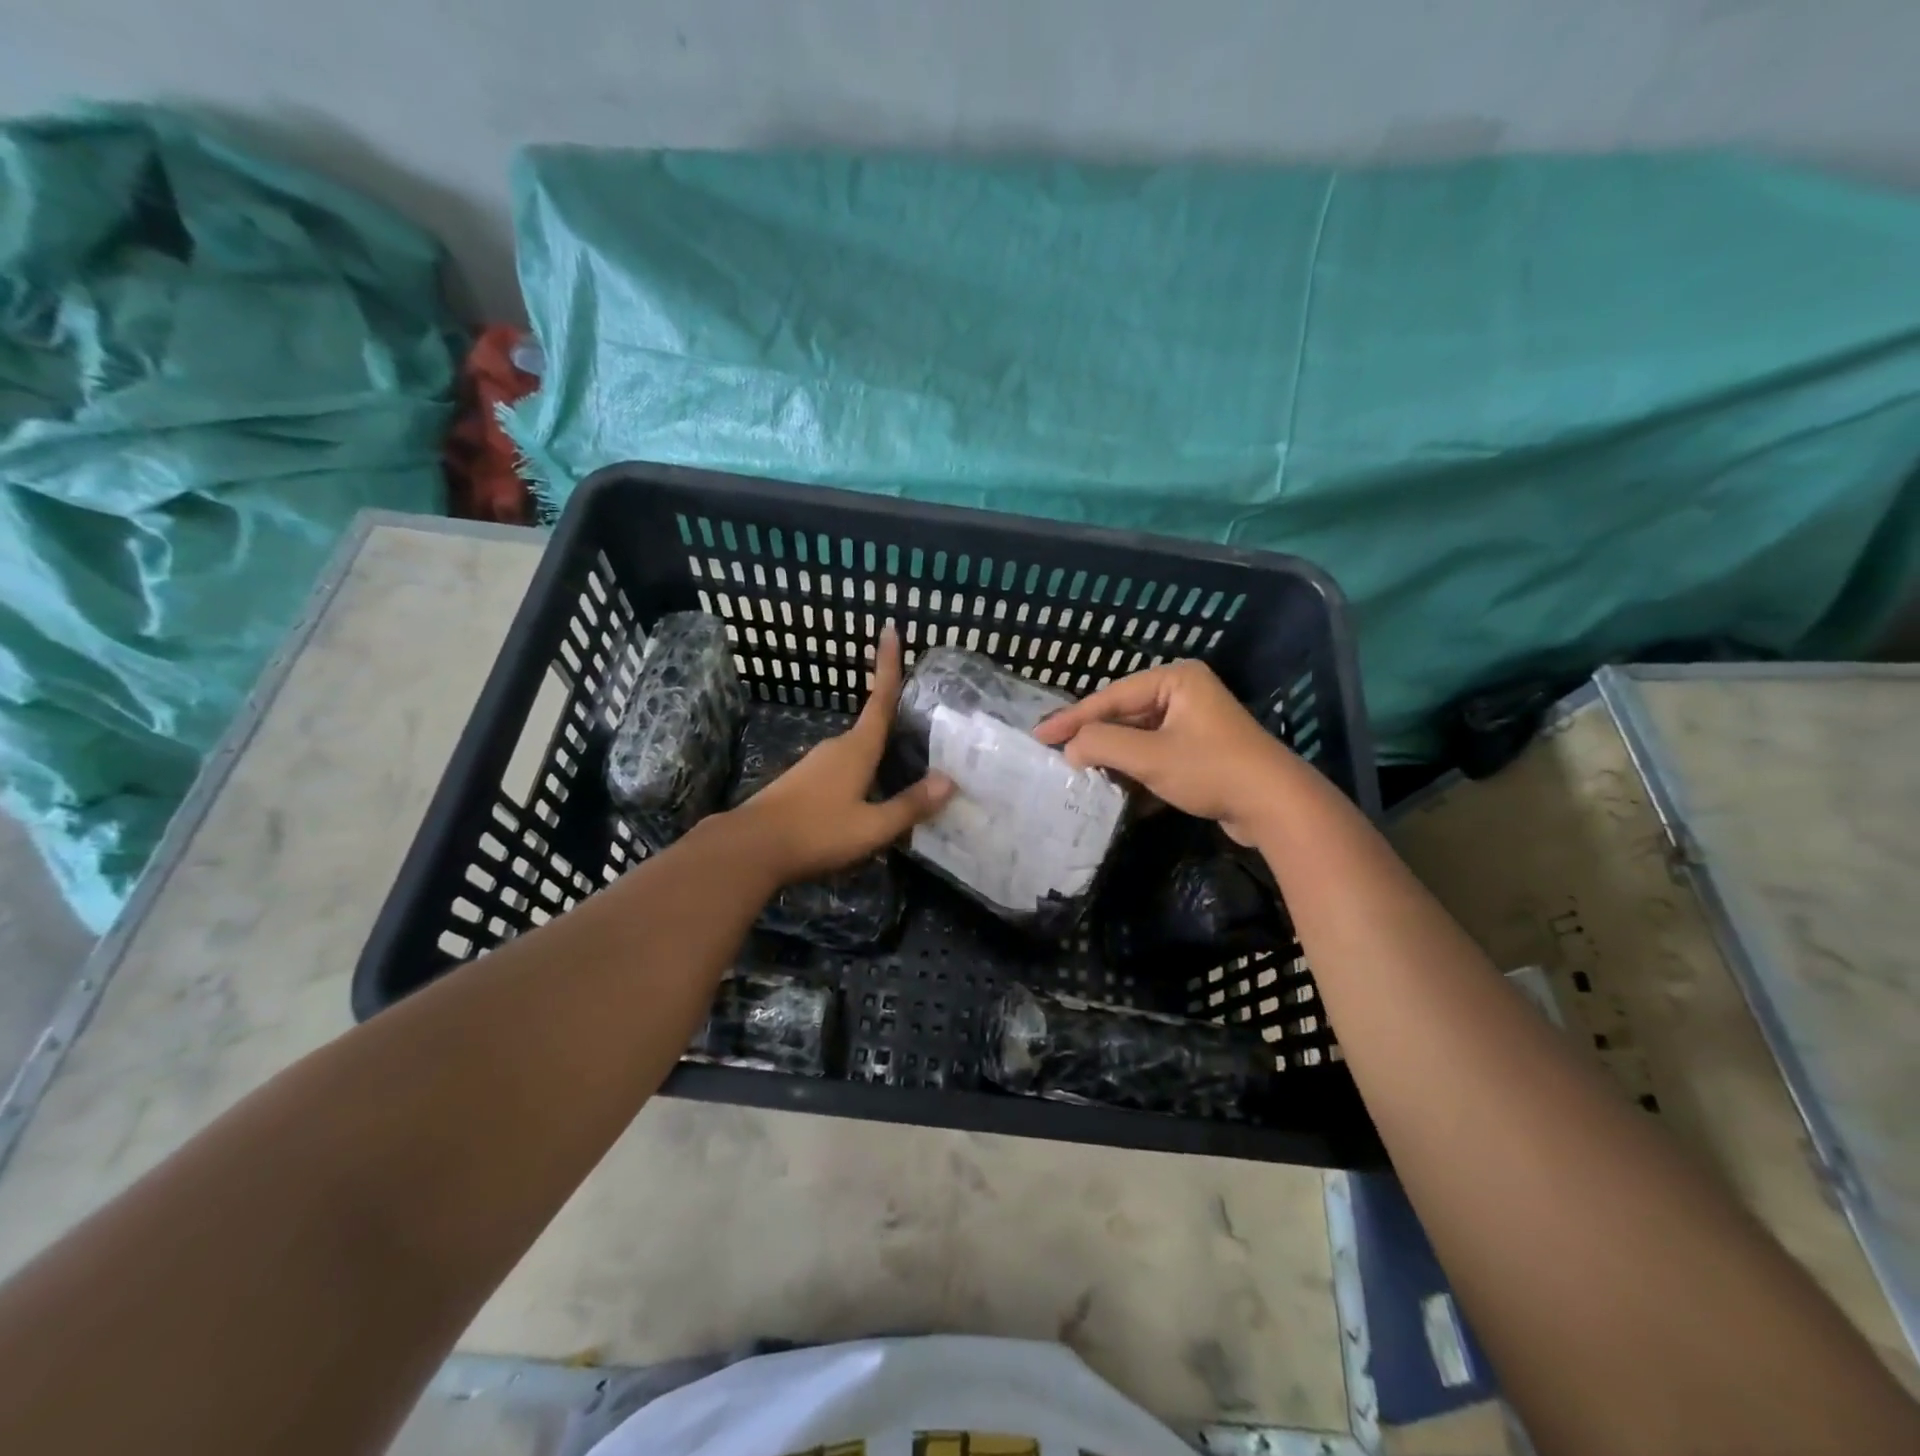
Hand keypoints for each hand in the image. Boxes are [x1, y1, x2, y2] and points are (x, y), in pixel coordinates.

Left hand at [729, 625, 953, 883]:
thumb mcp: (872, 827)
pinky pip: (842, 770)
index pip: (880, 700)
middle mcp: (836, 748)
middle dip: (895, 724)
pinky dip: (861, 775)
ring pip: (857, 752)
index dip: (888, 665)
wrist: (750, 848)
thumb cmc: (816, 832)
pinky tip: (868, 799)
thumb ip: (910, 805)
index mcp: (857, 749)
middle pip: (872, 728)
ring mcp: (815, 764)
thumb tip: (949, 781)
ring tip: (904, 772)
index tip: (889, 629)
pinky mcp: (802, 782)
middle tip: (926, 730)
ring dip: (878, 756)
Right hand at [1033, 659, 1297, 845]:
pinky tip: (1115, 790)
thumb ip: (1102, 744)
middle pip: (1124, 715)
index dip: (1072, 718)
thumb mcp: (1149, 756)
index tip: (1038, 735)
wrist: (1275, 806)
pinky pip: (1156, 754)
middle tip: (1055, 753)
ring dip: (1113, 758)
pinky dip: (1135, 771)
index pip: (1111, 696)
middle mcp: (1184, 693)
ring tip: (1079, 773)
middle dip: (1093, 738)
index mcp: (1175, 679)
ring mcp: (1194, 723)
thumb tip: (1070, 748)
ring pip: (1139, 737)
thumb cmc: (1210, 769)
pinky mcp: (1201, 752)